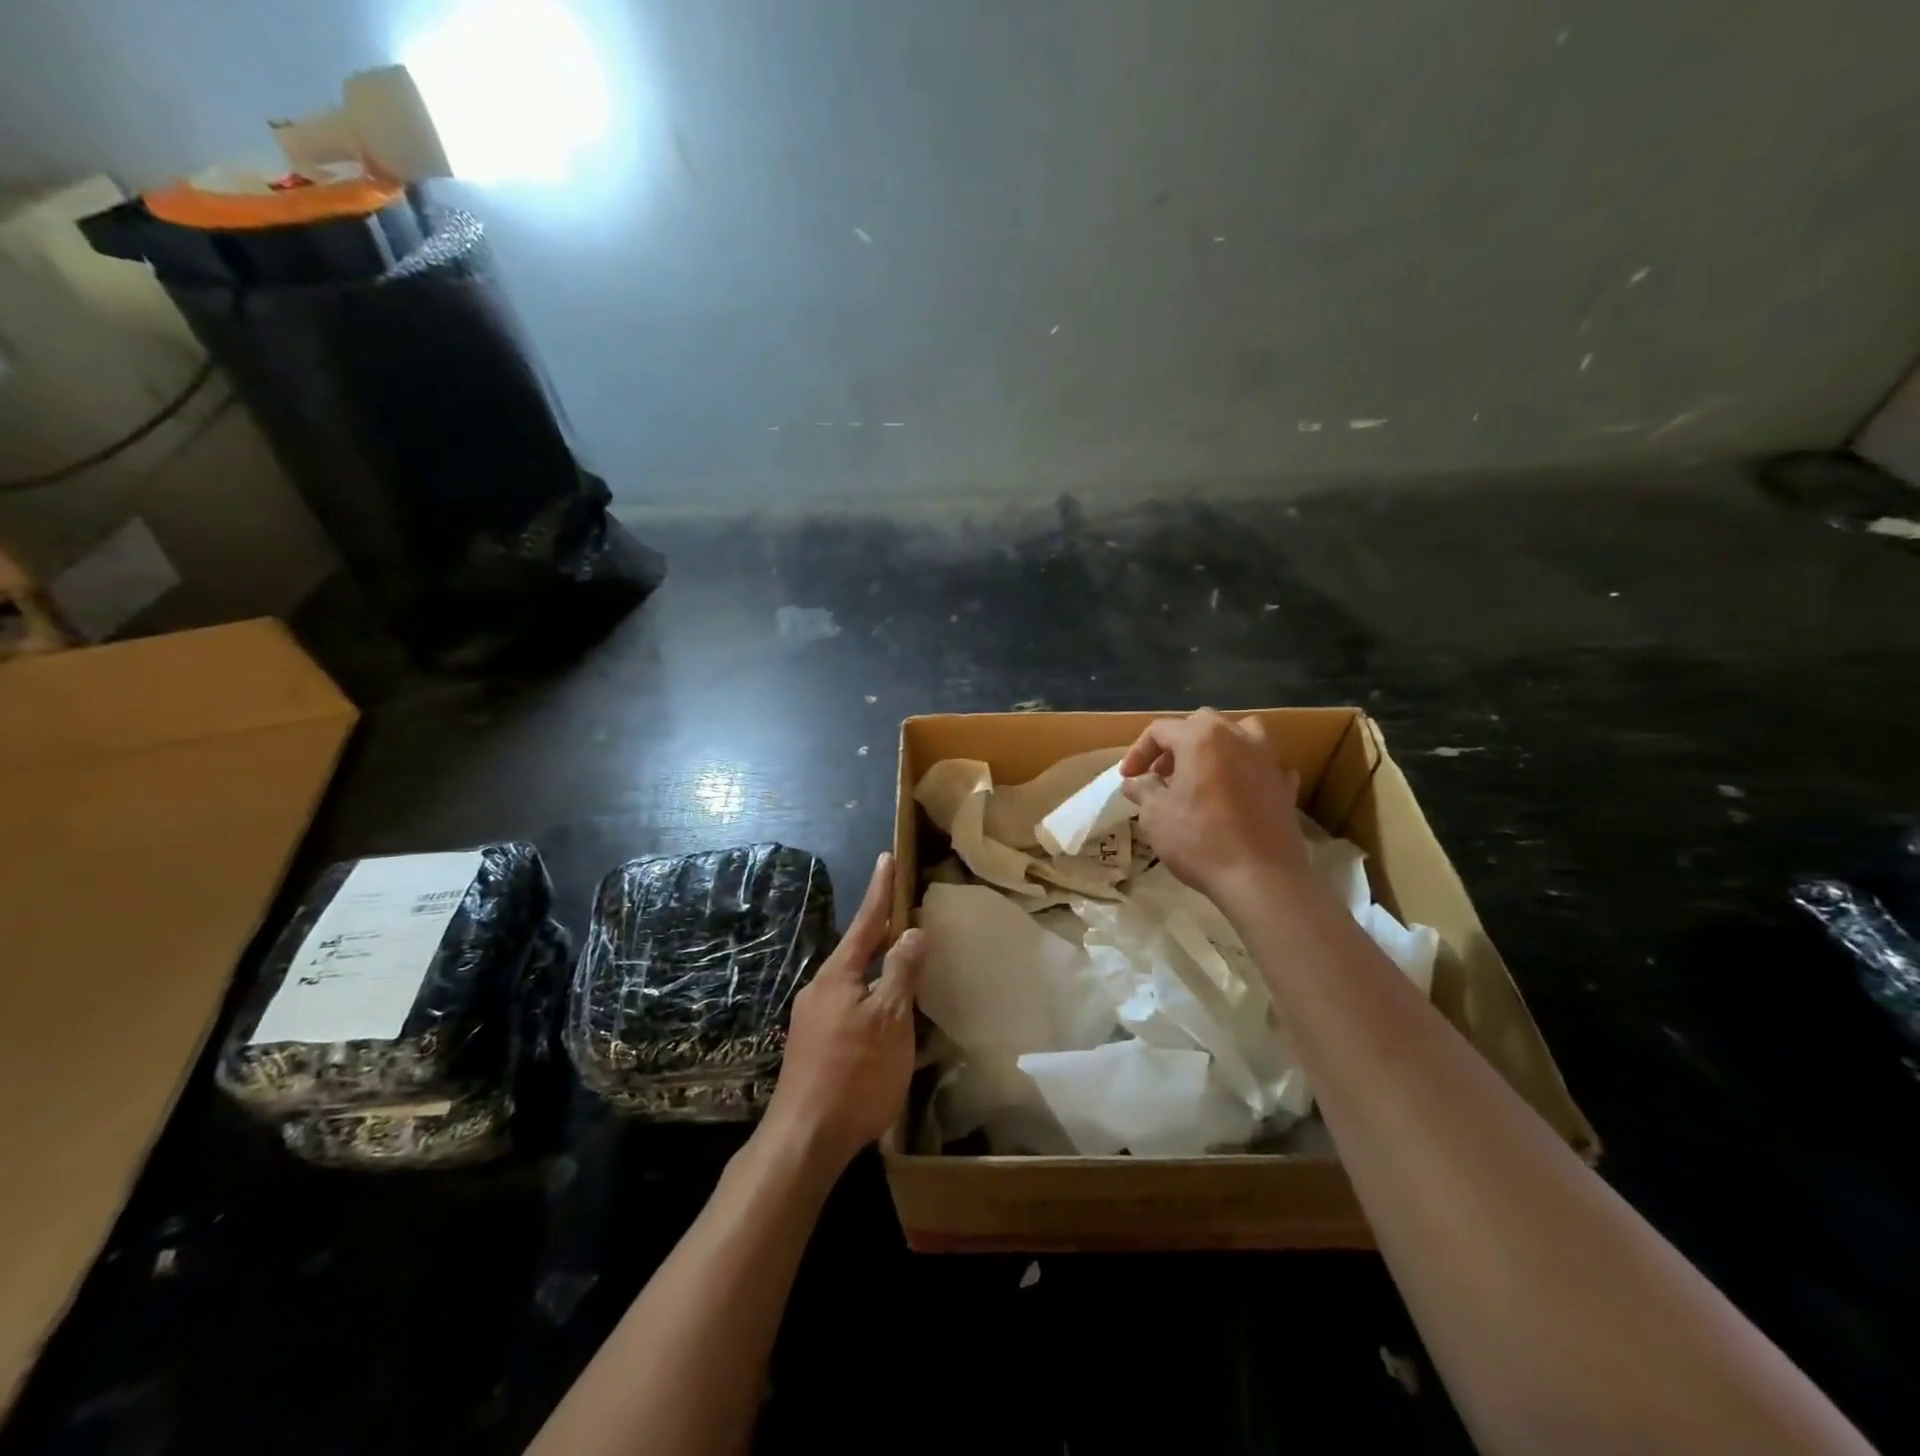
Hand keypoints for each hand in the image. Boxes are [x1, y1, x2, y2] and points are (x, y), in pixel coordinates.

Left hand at [763, 852, 924, 1175]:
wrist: (804, 1139)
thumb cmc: (855, 1074)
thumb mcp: (889, 1020)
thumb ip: (901, 973)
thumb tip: (912, 931)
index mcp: (839, 975)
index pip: (866, 921)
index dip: (880, 890)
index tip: (886, 857)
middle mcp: (821, 988)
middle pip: (856, 949)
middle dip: (879, 928)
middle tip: (902, 908)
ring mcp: (813, 1018)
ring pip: (852, 978)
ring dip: (874, 964)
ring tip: (899, 958)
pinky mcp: (813, 1044)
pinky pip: (847, 1003)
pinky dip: (869, 993)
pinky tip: (882, 1012)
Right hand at [1119, 710, 1311, 906]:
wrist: (1261, 878)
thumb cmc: (1200, 840)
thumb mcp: (1156, 815)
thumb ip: (1144, 790)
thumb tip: (1136, 782)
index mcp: (1201, 738)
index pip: (1161, 730)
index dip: (1139, 751)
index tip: (1128, 778)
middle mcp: (1238, 737)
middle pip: (1201, 724)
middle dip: (1176, 745)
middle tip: (1161, 774)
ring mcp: (1268, 759)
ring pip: (1240, 734)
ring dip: (1217, 747)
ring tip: (1203, 774)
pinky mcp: (1286, 786)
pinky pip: (1263, 765)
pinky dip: (1247, 771)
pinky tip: (1238, 793)